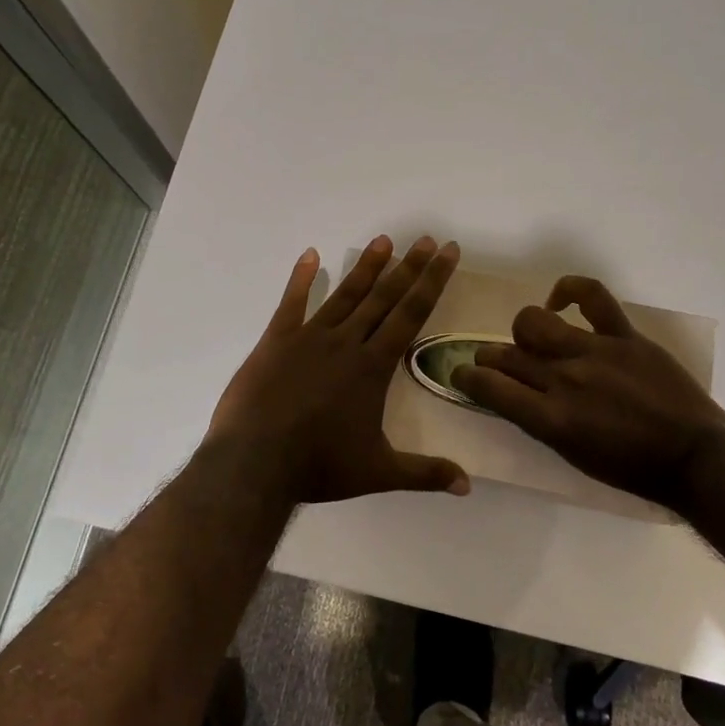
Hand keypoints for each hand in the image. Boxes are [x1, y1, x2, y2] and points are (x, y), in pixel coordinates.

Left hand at [205, 235, 469, 505]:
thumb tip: (469, 486)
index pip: (411, 314)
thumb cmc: (319, 466)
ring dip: (366, 267)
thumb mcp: (379, 472)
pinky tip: (310, 254)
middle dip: (409, 266)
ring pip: (345, 294)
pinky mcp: (276, 341)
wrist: (255, 463)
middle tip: (427, 238)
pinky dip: (301, 278)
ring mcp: (309, 338)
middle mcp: (346, 342)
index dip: (432, 281)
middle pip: (384, 296)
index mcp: (373, 366)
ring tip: (384, 240)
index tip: (447, 253)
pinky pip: (291, 303)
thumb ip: (425, 473)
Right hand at [452, 276, 724, 511]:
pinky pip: (591, 295)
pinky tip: (559, 300)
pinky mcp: (623, 335)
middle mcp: (565, 380)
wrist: (694, 457)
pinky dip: (569, 289)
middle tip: (489, 361)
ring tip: (531, 340)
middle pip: (507, 355)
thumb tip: (514, 396)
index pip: (490, 388)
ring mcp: (594, 352)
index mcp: (551, 419)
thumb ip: (539, 423)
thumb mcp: (573, 456)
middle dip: (487, 357)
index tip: (461, 374)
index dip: (467, 378)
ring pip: (534, 323)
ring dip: (522, 332)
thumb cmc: (632, 469)